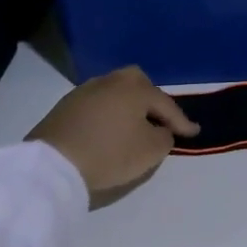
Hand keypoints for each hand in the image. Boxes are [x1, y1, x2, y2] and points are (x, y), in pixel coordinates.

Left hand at [28, 67, 198, 197]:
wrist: (53, 164)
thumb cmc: (110, 154)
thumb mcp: (150, 151)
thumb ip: (165, 136)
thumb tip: (160, 129)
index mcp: (135, 89)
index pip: (165, 104)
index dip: (182, 121)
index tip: (194, 133)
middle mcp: (110, 82)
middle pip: (138, 83)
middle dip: (152, 100)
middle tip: (160, 119)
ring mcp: (84, 91)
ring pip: (115, 92)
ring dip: (128, 106)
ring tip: (134, 125)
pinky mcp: (65, 106)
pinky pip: (98, 104)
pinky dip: (109, 113)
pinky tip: (109, 128)